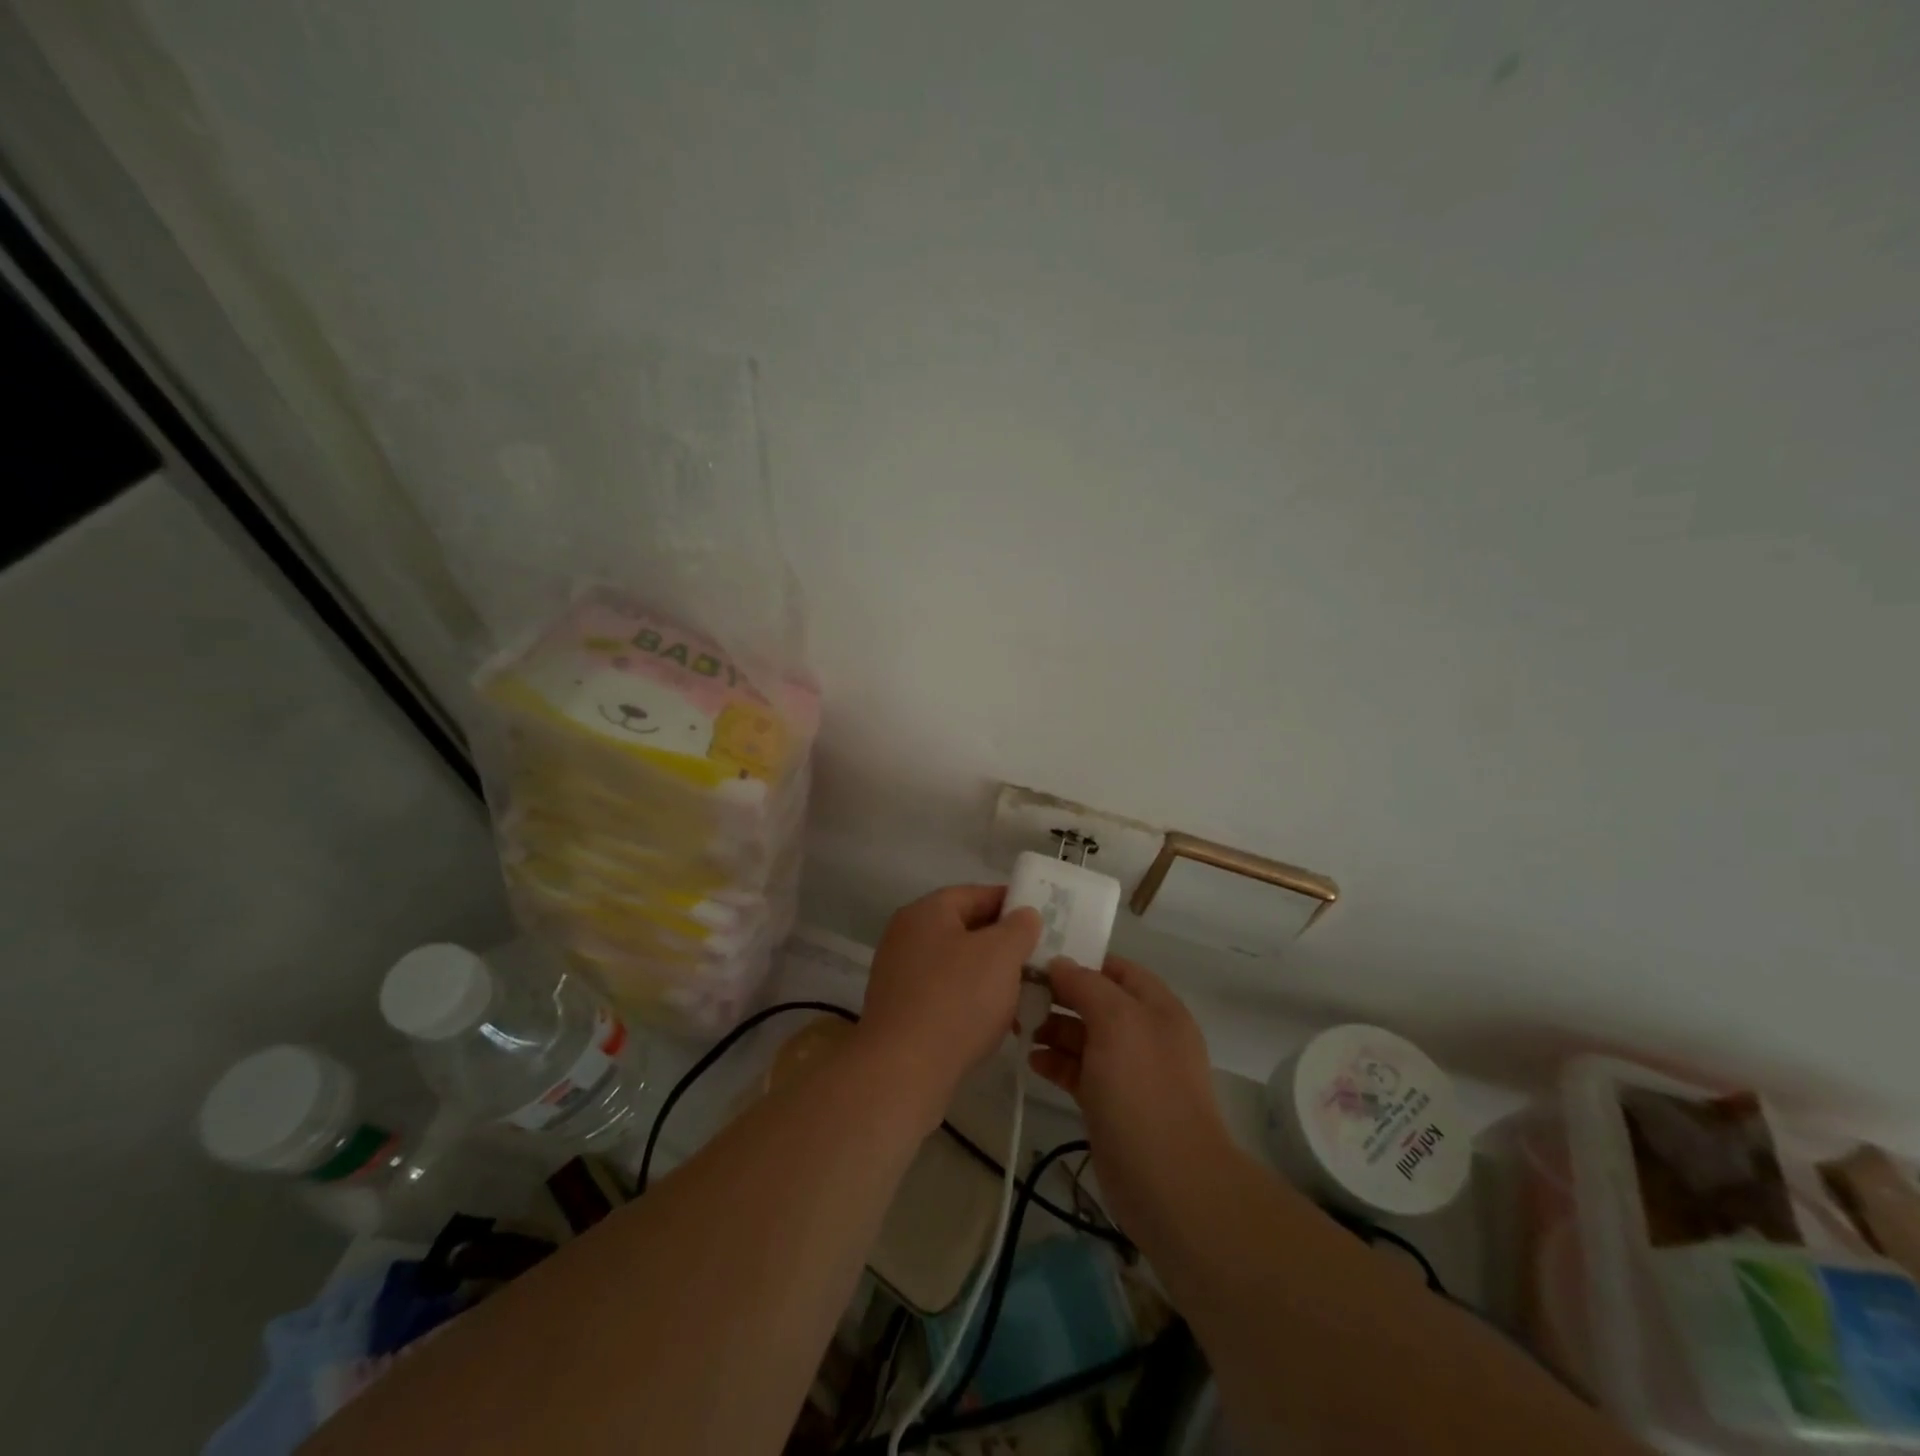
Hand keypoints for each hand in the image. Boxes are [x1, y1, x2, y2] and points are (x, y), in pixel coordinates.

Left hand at [854, 885, 1041, 1129]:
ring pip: (955, 964)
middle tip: (1036, 960)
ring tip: (1021, 994)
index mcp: (926, 911)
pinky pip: (943, 993)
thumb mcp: (1001, 954)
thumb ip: (1019, 927)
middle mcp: (906, 935)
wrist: (902, 1070)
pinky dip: (968, 1001)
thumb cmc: (957, 1000)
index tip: (1041, 921)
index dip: (1011, 903)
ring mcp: (898, 974)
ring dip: (988, 976)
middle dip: (1002, 943)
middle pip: (964, 928)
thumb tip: (1024, 915)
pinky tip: (992, 1022)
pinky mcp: (900, 1010)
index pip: (976, 893)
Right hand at [1031, 955, 1236, 1237]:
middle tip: (1017, 993)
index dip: (1080, 961)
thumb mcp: (1117, 1022)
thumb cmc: (1144, 1090)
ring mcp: (1128, 1071)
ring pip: (1085, 1037)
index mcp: (1157, 1007)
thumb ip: (1086, 986)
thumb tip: (1059, 964)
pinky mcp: (1110, 1104)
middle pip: (1096, 1001)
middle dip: (1059, 996)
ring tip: (1017, 1026)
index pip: (1115, 969)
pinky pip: (1079, 1071)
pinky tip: (1030, 1060)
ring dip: (1052, 1029)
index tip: (1038, 959)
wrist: (1170, 1183)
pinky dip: (1055, 1062)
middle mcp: (1145, 1033)